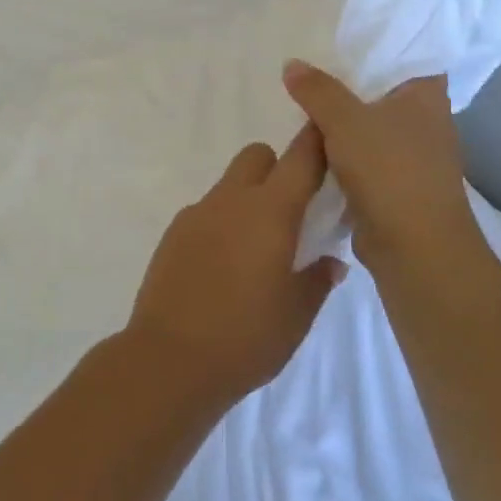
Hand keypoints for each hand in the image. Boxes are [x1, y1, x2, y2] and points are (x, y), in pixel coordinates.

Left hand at [126, 129, 346, 404]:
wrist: (169, 359)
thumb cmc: (246, 337)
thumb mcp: (297, 314)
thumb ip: (318, 279)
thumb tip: (330, 261)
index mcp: (270, 211)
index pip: (300, 158)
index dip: (317, 142)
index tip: (330, 141)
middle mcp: (232, 200)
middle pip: (258, 155)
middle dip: (277, 169)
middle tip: (290, 213)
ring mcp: (197, 213)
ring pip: (230, 184)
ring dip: (248, 199)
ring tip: (255, 250)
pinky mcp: (174, 232)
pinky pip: (206, 212)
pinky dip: (221, 224)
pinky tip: (222, 268)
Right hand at [281, 61, 477, 267]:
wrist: (415, 249)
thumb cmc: (390, 170)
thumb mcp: (344, 120)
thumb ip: (316, 90)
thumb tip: (291, 64)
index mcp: (427, 95)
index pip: (406, 55)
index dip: (375, 47)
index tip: (340, 40)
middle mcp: (426, 121)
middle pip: (380, 92)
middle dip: (346, 85)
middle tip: (307, 72)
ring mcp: (412, 156)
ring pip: (369, 127)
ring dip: (341, 124)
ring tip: (300, 107)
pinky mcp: (396, 186)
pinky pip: (362, 159)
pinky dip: (341, 155)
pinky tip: (311, 149)